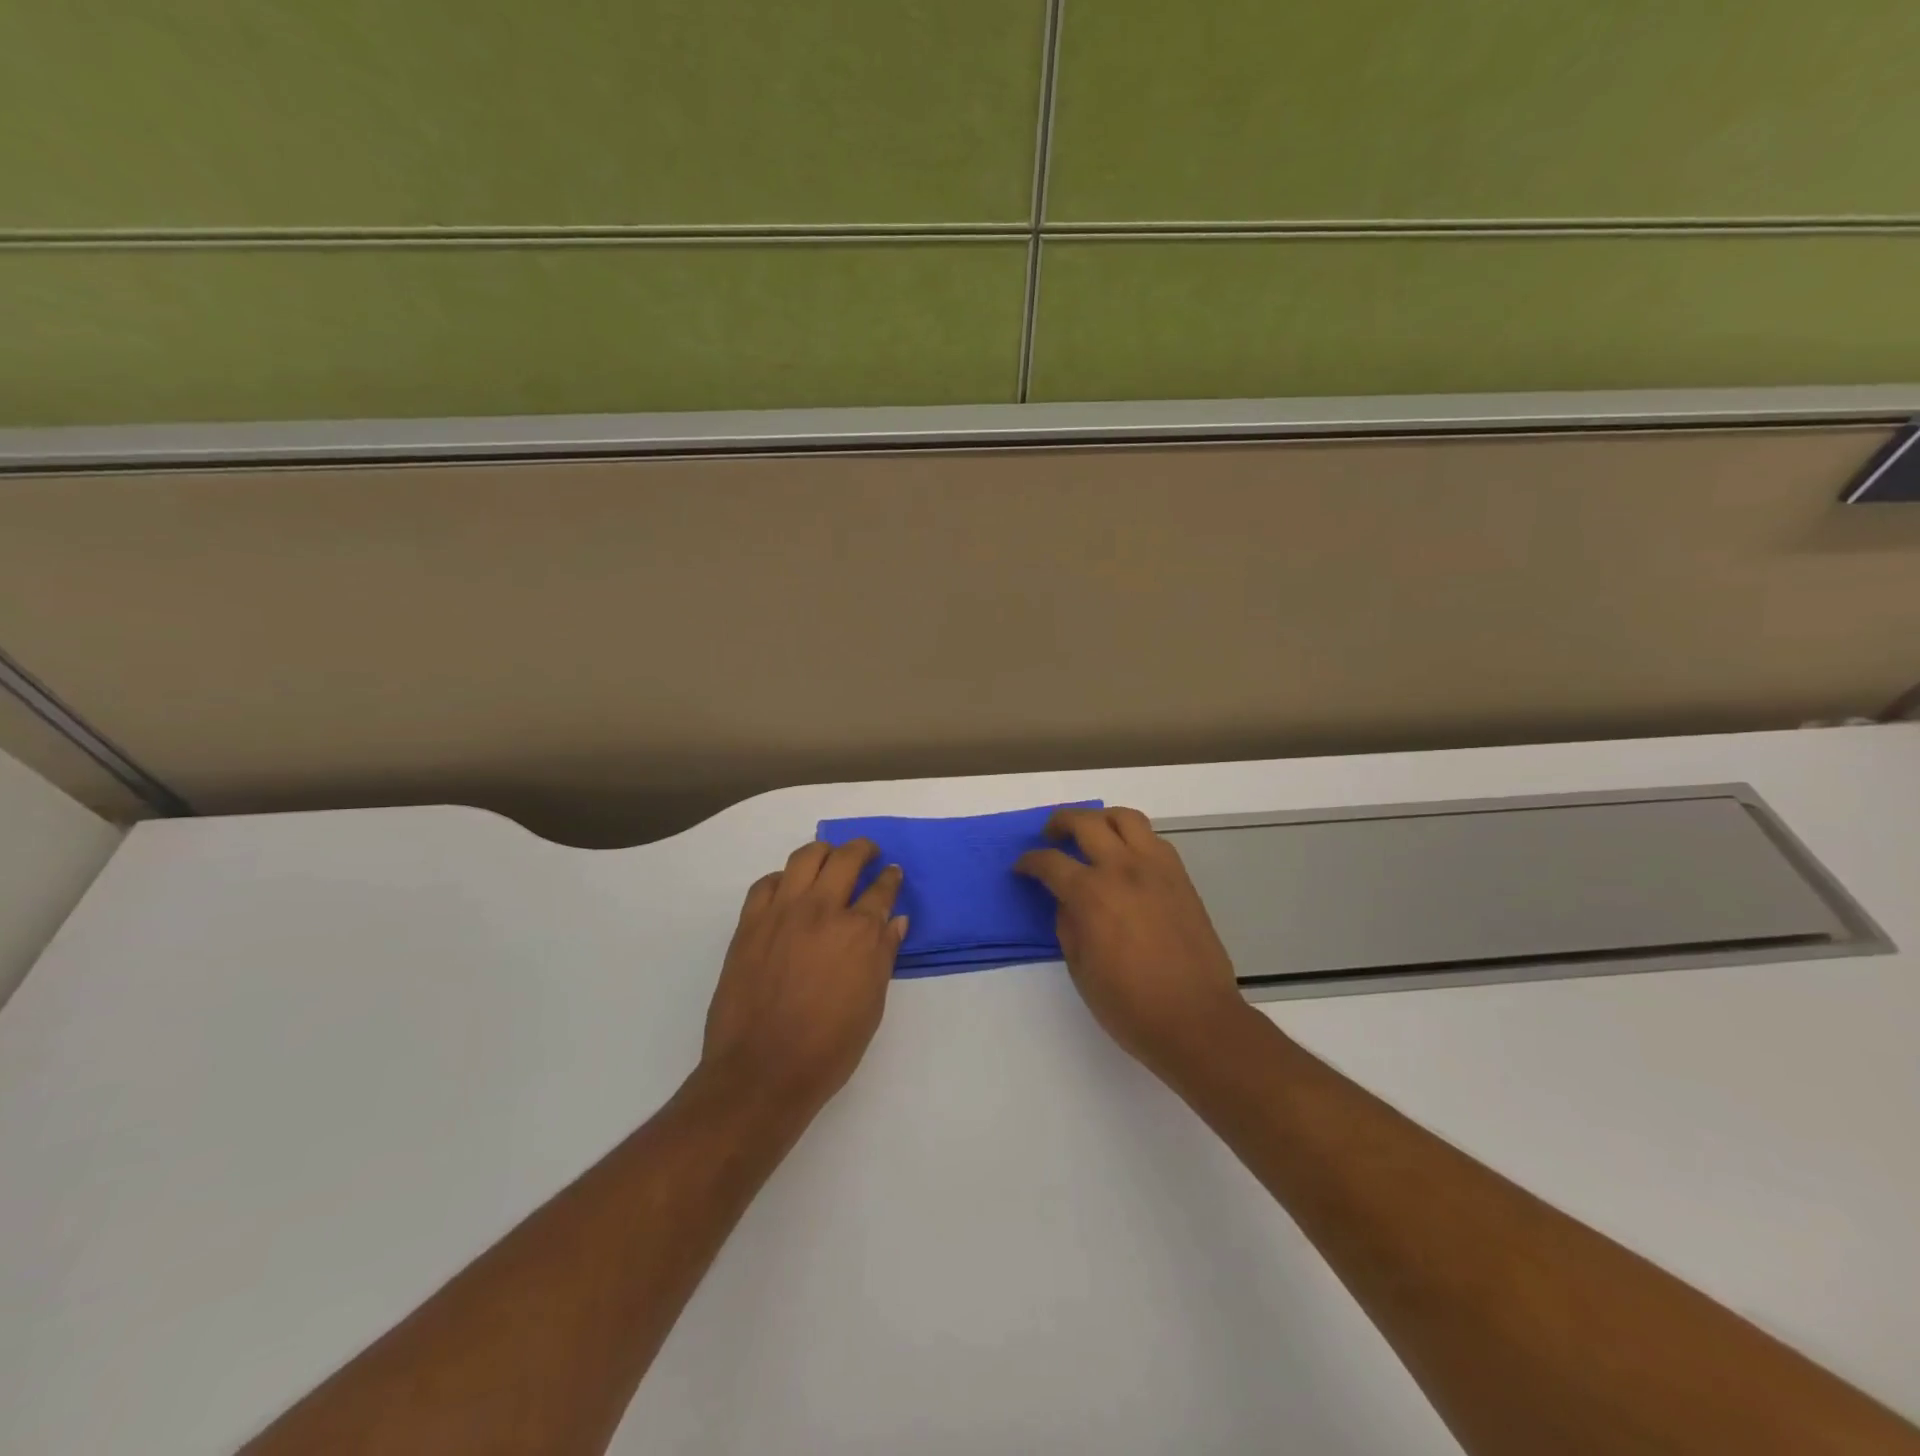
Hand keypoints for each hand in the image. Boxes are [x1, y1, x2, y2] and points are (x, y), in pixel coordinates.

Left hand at [701, 839, 906, 1110]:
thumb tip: (895, 921)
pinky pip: (766, 883)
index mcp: (858, 932)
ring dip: (823, 852)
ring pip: (804, 858)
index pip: (881, 889)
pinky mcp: (750, 923)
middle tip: (868, 852)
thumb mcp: (871, 1005)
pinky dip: (782, 879)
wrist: (761, 1072)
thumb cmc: (828, 1048)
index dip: (890, 878)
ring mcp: (782, 913)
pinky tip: (788, 888)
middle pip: (845, 859)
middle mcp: (822, 910)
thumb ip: (883, 955)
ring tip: (829, 858)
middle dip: (862, 849)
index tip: (893, 873)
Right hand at [1017, 806, 1249, 1080]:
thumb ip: (1068, 925)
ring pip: (1126, 818)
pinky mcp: (1181, 878)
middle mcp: (1123, 869)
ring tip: (1091, 833)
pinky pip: (1153, 840)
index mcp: (1091, 893)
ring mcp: (1157, 868)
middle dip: (1060, 822)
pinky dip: (1133, 838)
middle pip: (1086, 822)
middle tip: (1050, 835)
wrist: (1196, 1020)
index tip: (1021, 868)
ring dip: (1101, 819)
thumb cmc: (1130, 1005)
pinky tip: (1126, 858)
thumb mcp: (1081, 969)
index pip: (1050, 862)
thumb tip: (1067, 902)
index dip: (1029, 862)